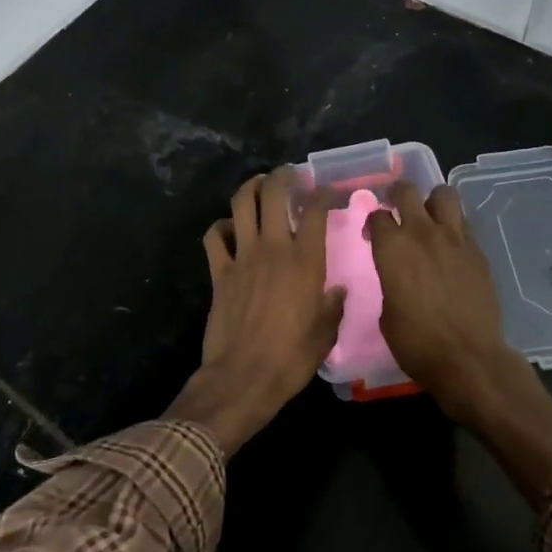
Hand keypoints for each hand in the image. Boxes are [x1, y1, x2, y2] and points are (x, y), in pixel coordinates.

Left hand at [167, 170, 345, 454]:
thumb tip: (337, 291)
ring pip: (241, 204)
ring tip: (259, 184)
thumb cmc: (292, 358)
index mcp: (305, 261)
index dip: (321, 193)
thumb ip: (333, 306)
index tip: (325, 190)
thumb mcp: (325, 333)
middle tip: (289, 175)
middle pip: (273, 194)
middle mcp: (273, 249)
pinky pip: (214, 236)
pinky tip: (229, 229)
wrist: (244, 377)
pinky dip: (221, 226)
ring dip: (250, 187)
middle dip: (282, 176)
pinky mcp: (218, 272)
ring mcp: (242, 257)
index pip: (314, 211)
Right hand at [364, 182, 523, 421]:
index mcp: (392, 248)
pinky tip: (450, 246)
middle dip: (398, 195)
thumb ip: (390, 282)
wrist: (468, 358)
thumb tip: (396, 277)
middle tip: (397, 208)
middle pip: (407, 191)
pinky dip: (454, 226)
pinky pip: (464, 223)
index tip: (372, 236)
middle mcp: (422, 233)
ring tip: (429, 218)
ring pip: (444, 194)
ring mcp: (455, 239)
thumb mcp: (387, 313)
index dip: (372, 223)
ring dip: (432, 202)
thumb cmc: (416, 342)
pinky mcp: (478, 251)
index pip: (378, 215)